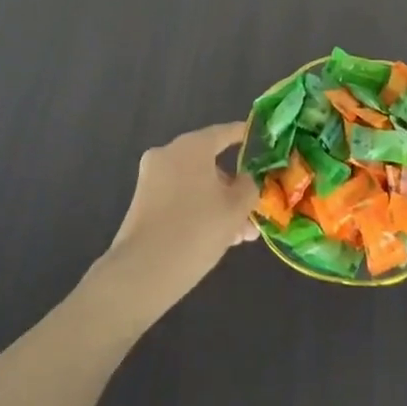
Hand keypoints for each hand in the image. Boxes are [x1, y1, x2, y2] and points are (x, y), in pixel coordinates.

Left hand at [98, 122, 258, 315]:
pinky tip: (221, 239)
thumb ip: (248, 187)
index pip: (225, 133)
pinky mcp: (143, 205)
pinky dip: (200, 211)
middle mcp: (168, 155)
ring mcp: (152, 180)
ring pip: (196, 185)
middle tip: (255, 208)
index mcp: (191, 146)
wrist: (143, 272)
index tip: (262, 142)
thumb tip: (245, 180)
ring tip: (242, 235)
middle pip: (210, 164)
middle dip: (234, 188)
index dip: (246, 136)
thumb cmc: (197, 229)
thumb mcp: (236, 208)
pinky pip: (180, 199)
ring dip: (220, 205)